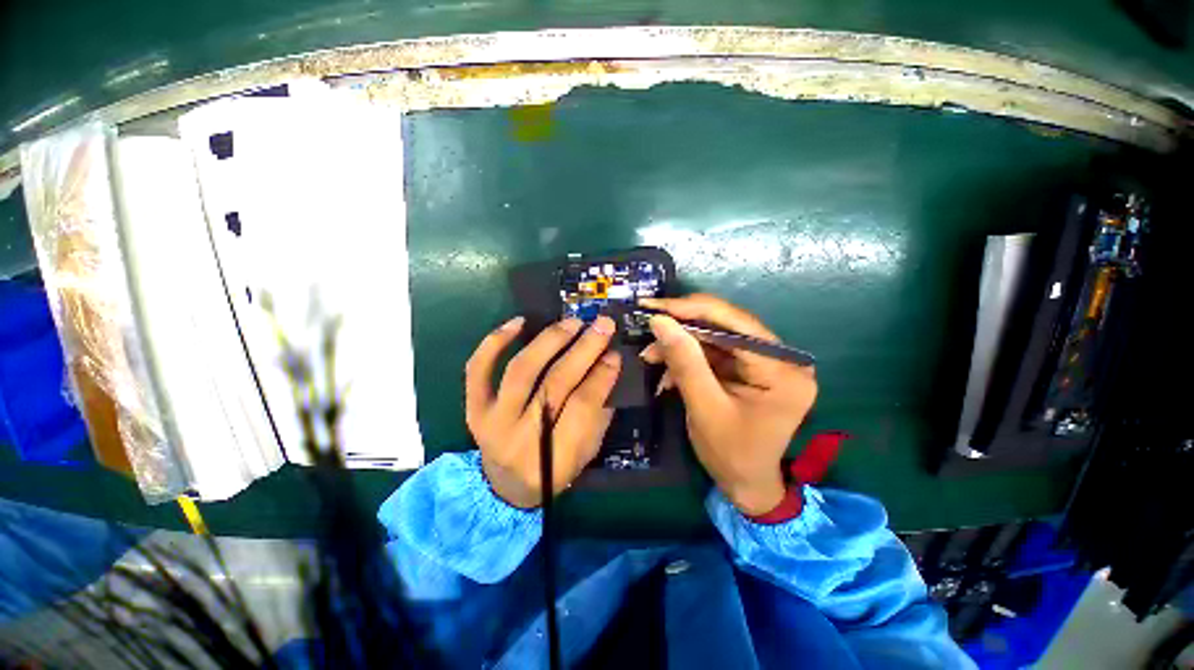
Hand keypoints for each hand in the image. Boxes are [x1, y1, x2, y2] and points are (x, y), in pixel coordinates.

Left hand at [465, 315, 621, 507]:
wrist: (504, 487)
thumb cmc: (553, 471)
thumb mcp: (586, 452)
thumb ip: (598, 412)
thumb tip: (607, 365)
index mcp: (553, 459)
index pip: (582, 407)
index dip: (601, 376)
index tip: (614, 353)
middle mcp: (519, 439)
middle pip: (554, 385)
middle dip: (583, 350)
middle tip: (602, 325)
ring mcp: (491, 422)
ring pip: (521, 371)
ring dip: (549, 341)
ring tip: (572, 323)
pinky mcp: (473, 409)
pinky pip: (478, 370)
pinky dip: (495, 342)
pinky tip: (519, 322)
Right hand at [640, 295, 816, 515]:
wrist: (746, 484)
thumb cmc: (731, 454)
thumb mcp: (704, 408)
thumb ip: (685, 362)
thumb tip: (660, 320)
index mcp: (782, 369)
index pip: (735, 323)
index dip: (691, 310)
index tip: (654, 306)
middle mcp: (781, 357)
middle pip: (725, 325)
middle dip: (682, 328)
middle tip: (648, 326)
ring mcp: (767, 361)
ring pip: (715, 336)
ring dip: (680, 343)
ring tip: (651, 354)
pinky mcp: (750, 367)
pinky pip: (714, 351)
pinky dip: (688, 356)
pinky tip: (666, 366)